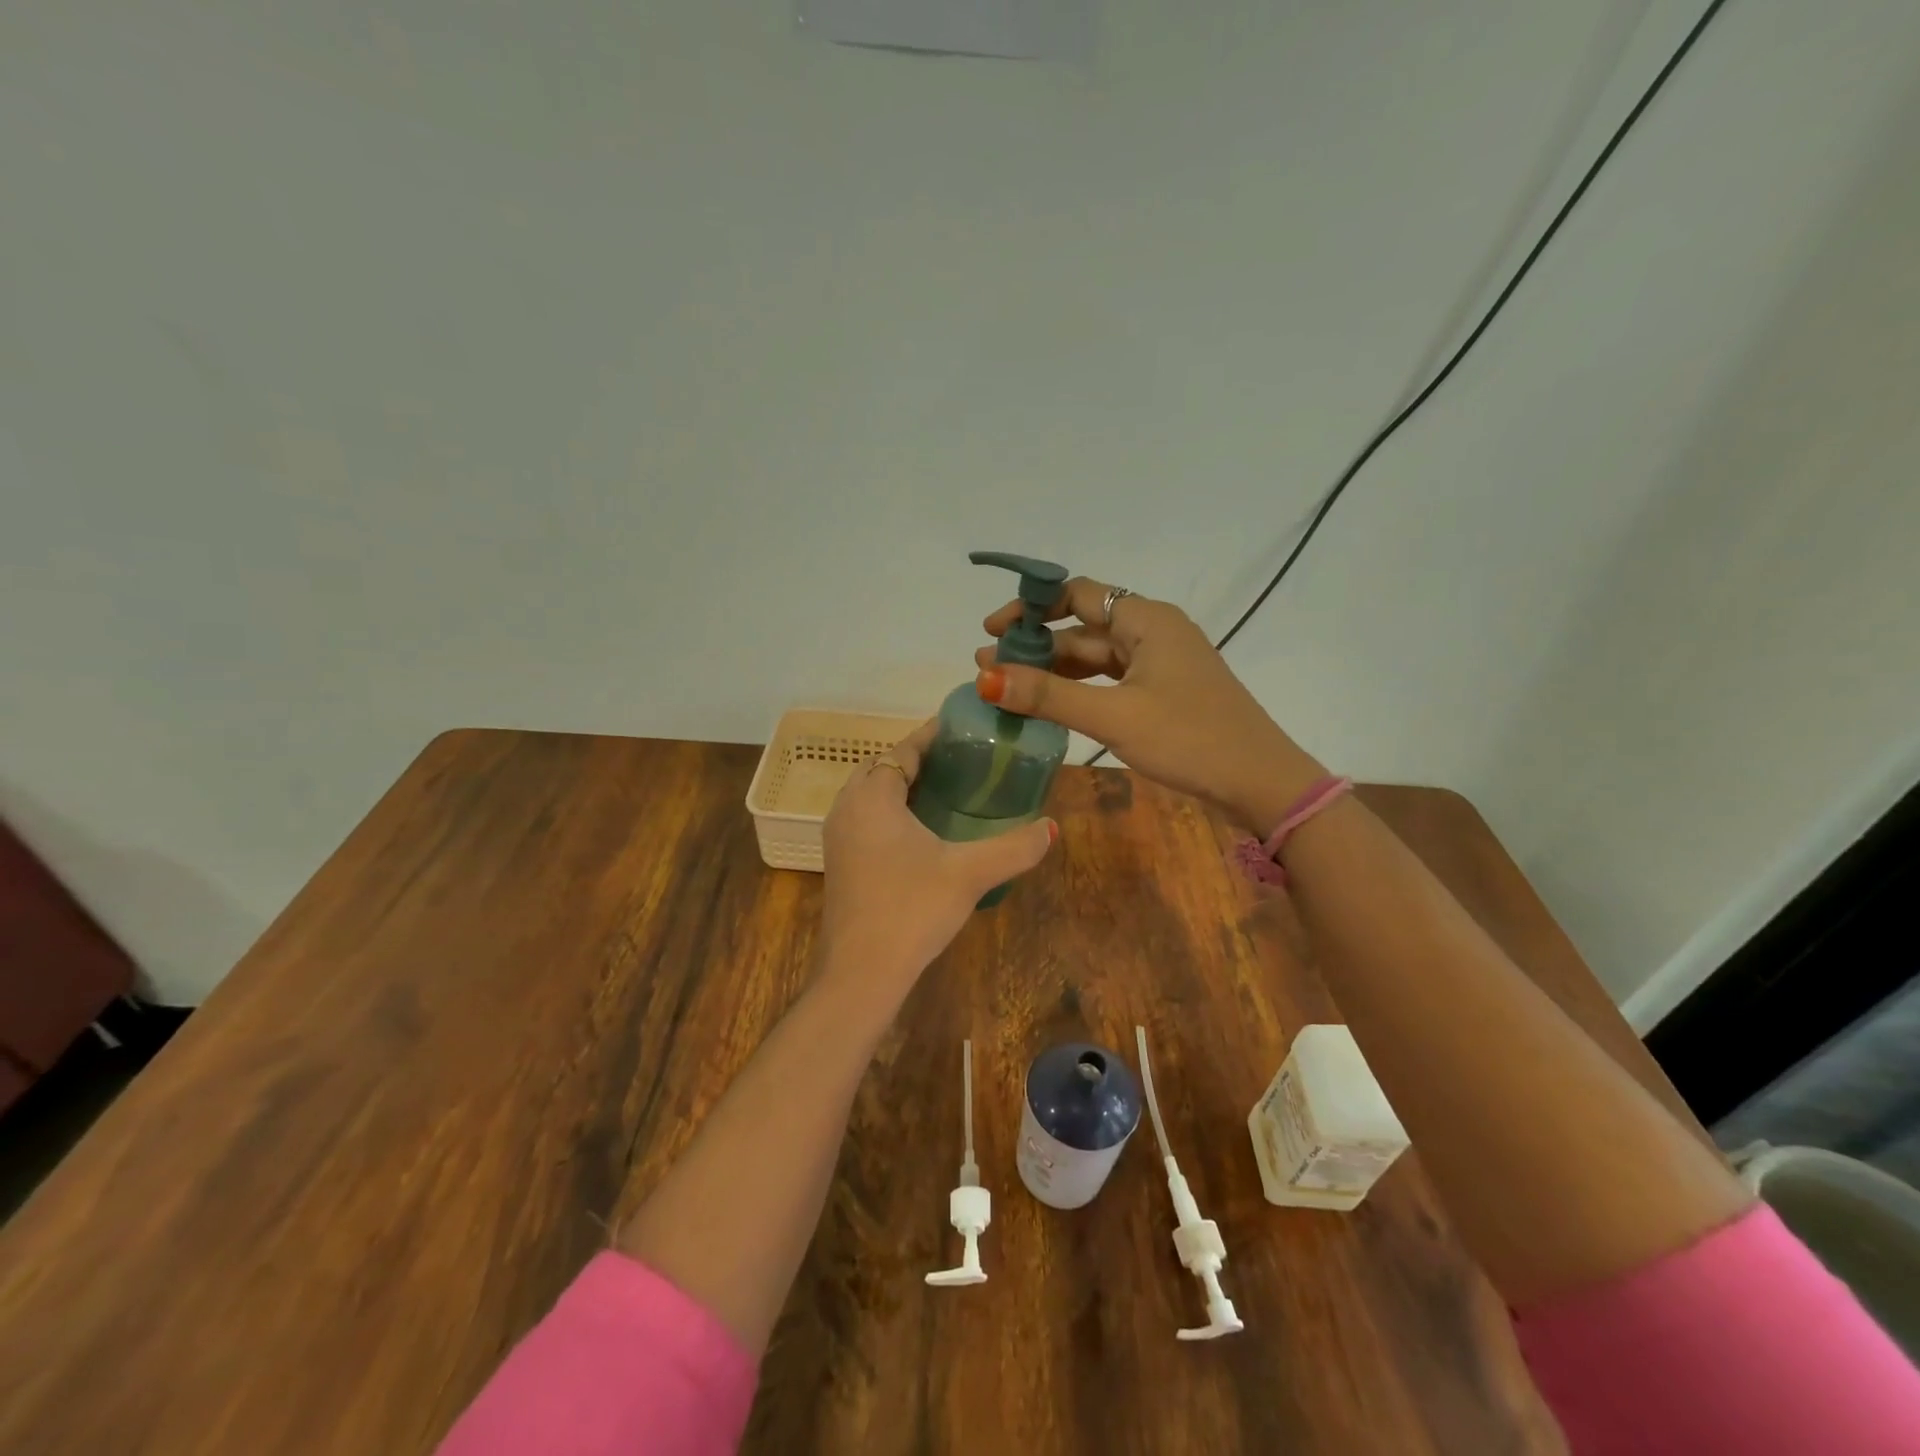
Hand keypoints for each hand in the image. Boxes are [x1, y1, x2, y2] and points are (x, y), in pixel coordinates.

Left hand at [821, 720, 1056, 979]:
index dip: (933, 736)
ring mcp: (838, 836)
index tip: (965, 729)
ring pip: (872, 794)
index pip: (904, 749)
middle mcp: (847, 807)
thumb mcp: (970, 873)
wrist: (860, 973)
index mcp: (873, 795)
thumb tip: (1051, 828)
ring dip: (903, 786)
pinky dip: (891, 811)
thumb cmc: (911, 909)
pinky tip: (922, 833)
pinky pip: (866, 819)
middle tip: (962, 762)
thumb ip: (1014, 847)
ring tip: (947, 791)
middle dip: (919, 759)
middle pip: (884, 767)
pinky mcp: (840, 862)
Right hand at [974, 578, 1323, 833]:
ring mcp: (1160, 663)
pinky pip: (1110, 680)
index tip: (992, 630)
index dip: (1031, 608)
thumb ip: (1048, 696)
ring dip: (1054, 671)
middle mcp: (1153, 632)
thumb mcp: (1113, 716)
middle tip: (988, 668)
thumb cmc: (1189, 739)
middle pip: (1083, 628)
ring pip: (1095, 657)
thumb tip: (984, 678)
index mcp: (1146, 620)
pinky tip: (1051, 706)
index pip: (1078, 594)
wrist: (1260, 782)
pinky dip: (1079, 689)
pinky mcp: (1163, 692)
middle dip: (1035, 646)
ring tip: (1008, 688)